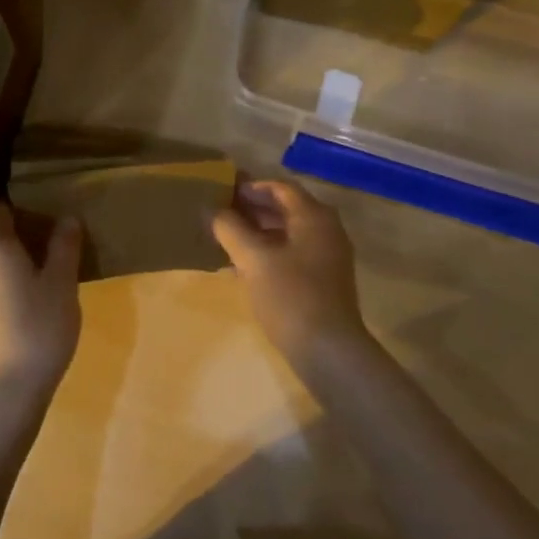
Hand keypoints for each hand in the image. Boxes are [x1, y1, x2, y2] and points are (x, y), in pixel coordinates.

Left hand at [0, 204, 82, 399]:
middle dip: (5, 236)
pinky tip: (12, 300)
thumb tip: (67, 218)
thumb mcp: (63, 284)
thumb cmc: (39, 326)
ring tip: (25, 273)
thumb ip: (64, 248)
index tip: (35, 212)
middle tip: (35, 244)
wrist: (5, 386)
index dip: (14, 209)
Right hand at [212, 180, 374, 366]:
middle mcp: (326, 230)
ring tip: (227, 237)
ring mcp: (328, 256)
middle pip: (286, 208)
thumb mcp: (253, 259)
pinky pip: (293, 253)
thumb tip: (210, 210)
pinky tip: (244, 265)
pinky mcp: (324, 280)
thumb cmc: (290, 296)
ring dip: (259, 231)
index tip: (222, 192)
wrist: (328, 351)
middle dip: (253, 208)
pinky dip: (269, 251)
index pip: (280, 188)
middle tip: (220, 213)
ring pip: (289, 232)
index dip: (250, 187)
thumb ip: (230, 229)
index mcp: (314, 217)